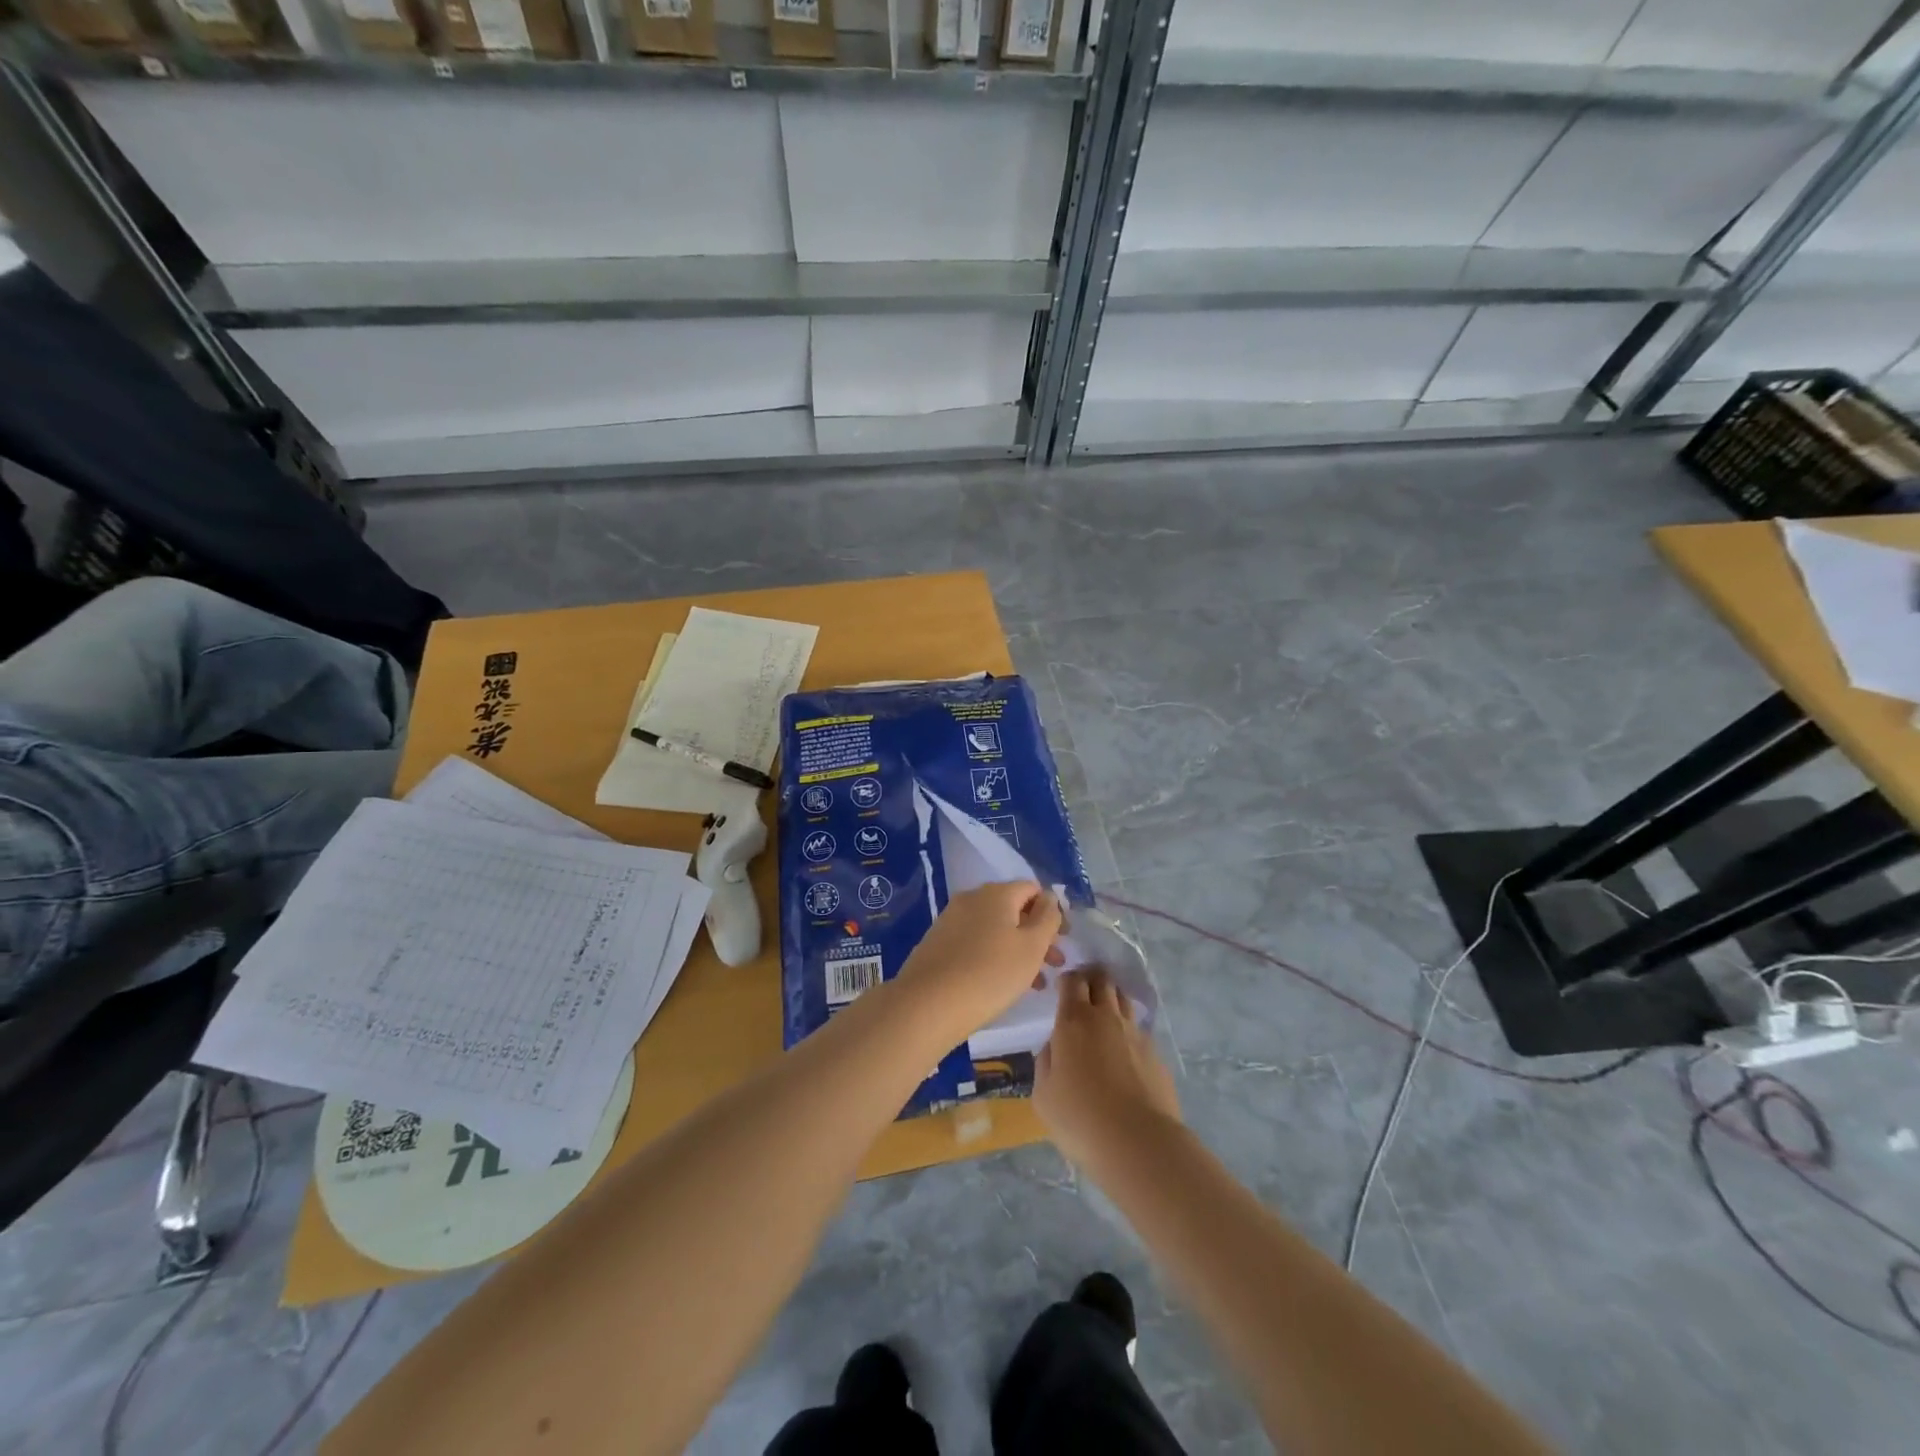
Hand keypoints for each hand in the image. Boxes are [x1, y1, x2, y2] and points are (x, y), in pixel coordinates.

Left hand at [891, 882, 1062, 1042]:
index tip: (1064, 940)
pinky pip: (976, 942)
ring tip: (1034, 983)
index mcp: (996, 892)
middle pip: (1013, 909)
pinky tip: (1001, 984)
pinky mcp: (938, 942)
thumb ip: (1048, 917)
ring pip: (995, 929)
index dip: (1052, 911)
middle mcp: (972, 898)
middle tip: (1054, 964)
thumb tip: (1050, 897)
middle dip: (1037, 934)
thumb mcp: (1032, 946)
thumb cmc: (990, 973)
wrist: (928, 1004)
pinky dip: (994, 956)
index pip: (1033, 889)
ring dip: (1018, 949)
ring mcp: (951, 919)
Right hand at [1035, 970, 1180, 1173]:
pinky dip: (1129, 1033)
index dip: (1067, 980)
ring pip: (1124, 1000)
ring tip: (1105, 1019)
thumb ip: (1046, 1061)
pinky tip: (1125, 1055)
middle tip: (1083, 994)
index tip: (1062, 989)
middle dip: (1091, 980)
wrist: (1139, 1143)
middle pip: (1102, 981)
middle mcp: (1106, 1017)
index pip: (1072, 981)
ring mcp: (1136, 1033)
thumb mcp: (1043, 1094)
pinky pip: (1139, 1031)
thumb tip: (1055, 1046)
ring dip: (1112, 1001)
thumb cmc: (1080, 1118)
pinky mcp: (1156, 1054)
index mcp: (1074, 1020)